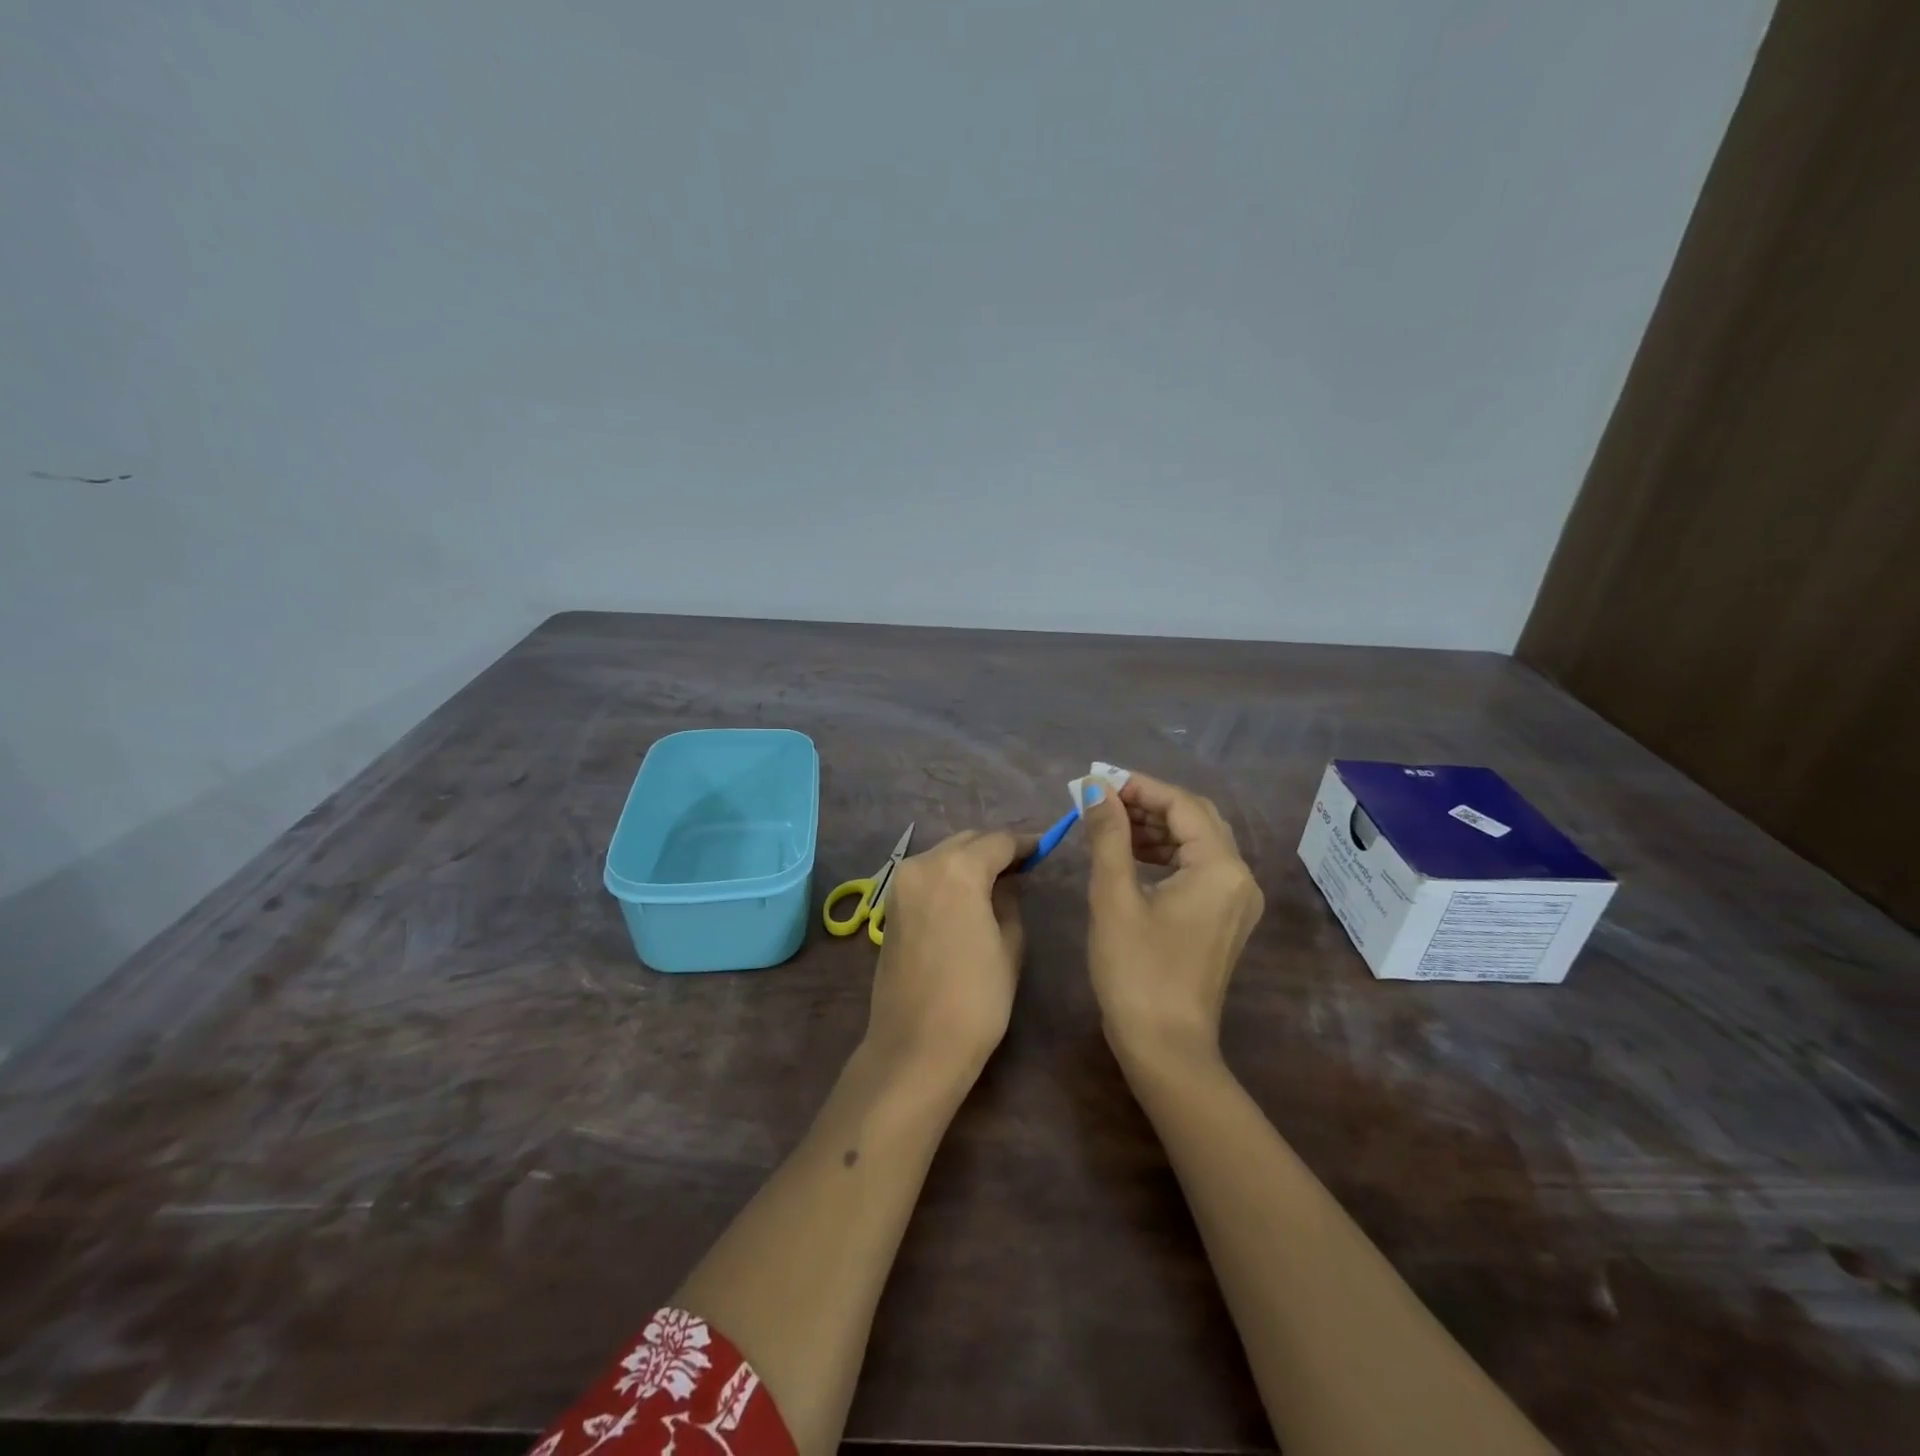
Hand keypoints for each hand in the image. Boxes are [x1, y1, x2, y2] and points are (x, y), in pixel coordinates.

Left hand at [864, 829, 1032, 1083]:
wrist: (916, 1046)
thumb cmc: (976, 998)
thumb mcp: (1009, 944)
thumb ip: (1009, 900)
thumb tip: (1007, 881)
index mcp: (957, 869)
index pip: (998, 841)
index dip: (1025, 843)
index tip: (1045, 848)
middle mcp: (923, 864)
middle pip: (967, 841)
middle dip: (995, 848)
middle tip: (1024, 865)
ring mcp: (900, 884)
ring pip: (944, 855)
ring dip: (970, 860)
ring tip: (999, 879)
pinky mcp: (891, 906)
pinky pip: (927, 876)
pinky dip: (949, 876)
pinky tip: (969, 895)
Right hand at [1082, 772, 1264, 1064]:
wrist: (1165, 1048)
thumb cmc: (1136, 971)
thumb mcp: (1114, 897)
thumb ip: (1108, 835)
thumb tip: (1096, 788)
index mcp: (1220, 868)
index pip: (1183, 804)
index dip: (1140, 787)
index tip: (1099, 782)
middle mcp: (1240, 878)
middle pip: (1197, 819)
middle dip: (1149, 804)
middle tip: (1104, 801)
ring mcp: (1237, 901)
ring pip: (1198, 843)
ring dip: (1156, 828)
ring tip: (1110, 825)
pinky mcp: (1225, 919)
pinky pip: (1199, 869)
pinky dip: (1166, 855)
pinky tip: (1131, 856)